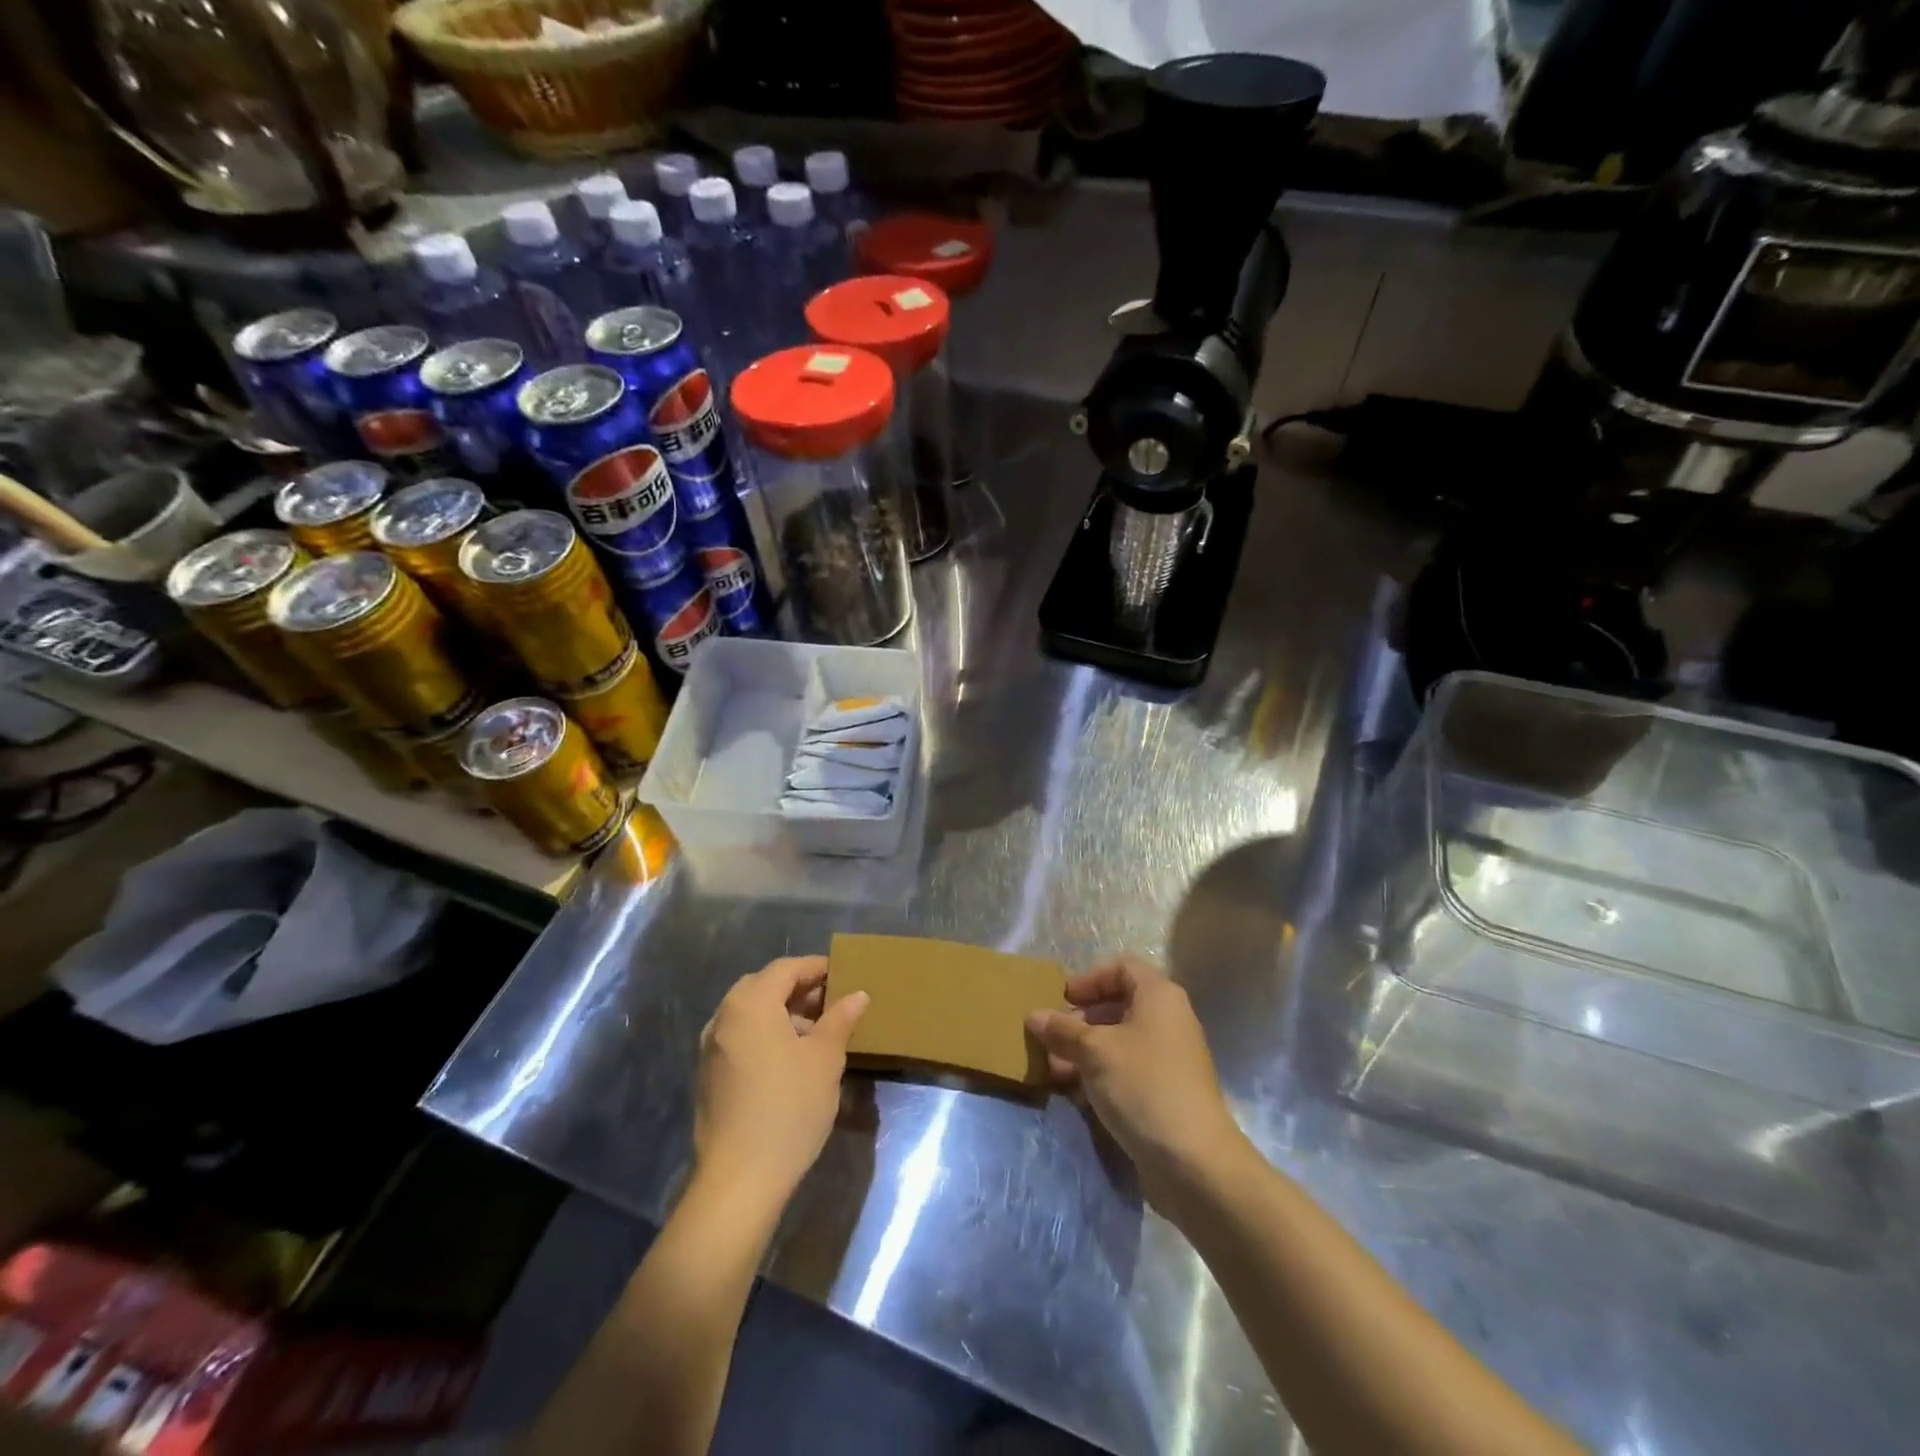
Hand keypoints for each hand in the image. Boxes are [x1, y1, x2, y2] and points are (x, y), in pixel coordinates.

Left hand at [694, 956, 867, 1207]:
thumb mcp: (825, 1059)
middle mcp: (724, 1017)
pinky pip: (741, 1037)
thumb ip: (840, 1020)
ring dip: (783, 1014)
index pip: (786, 968)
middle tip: (833, 1002)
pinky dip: (766, 1035)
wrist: (738, 1180)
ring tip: (818, 1033)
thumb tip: (857, 995)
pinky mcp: (709, 1076)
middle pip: (764, 986)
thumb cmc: (788, 1108)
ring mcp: (711, 1048)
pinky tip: (792, 1060)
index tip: (845, 975)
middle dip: (799, 990)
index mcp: (750, 1003)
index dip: (817, 967)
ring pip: (751, 1013)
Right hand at [1026, 955, 1241, 1208]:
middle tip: (1051, 1037)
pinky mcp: (1165, 1093)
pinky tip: (1074, 1094)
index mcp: (1159, 996)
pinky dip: (1100, 1076)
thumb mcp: (1094, 1052)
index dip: (1089, 978)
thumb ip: (1062, 1030)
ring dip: (1084, 1051)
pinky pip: (1127, 1071)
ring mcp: (1169, 1059)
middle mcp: (1168, 1021)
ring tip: (1053, 1069)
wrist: (1194, 1162)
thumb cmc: (1143, 1086)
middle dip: (1080, 1020)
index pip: (1122, 968)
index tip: (1062, 999)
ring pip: (1119, 1042)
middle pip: (1118, 1005)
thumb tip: (1034, 1016)